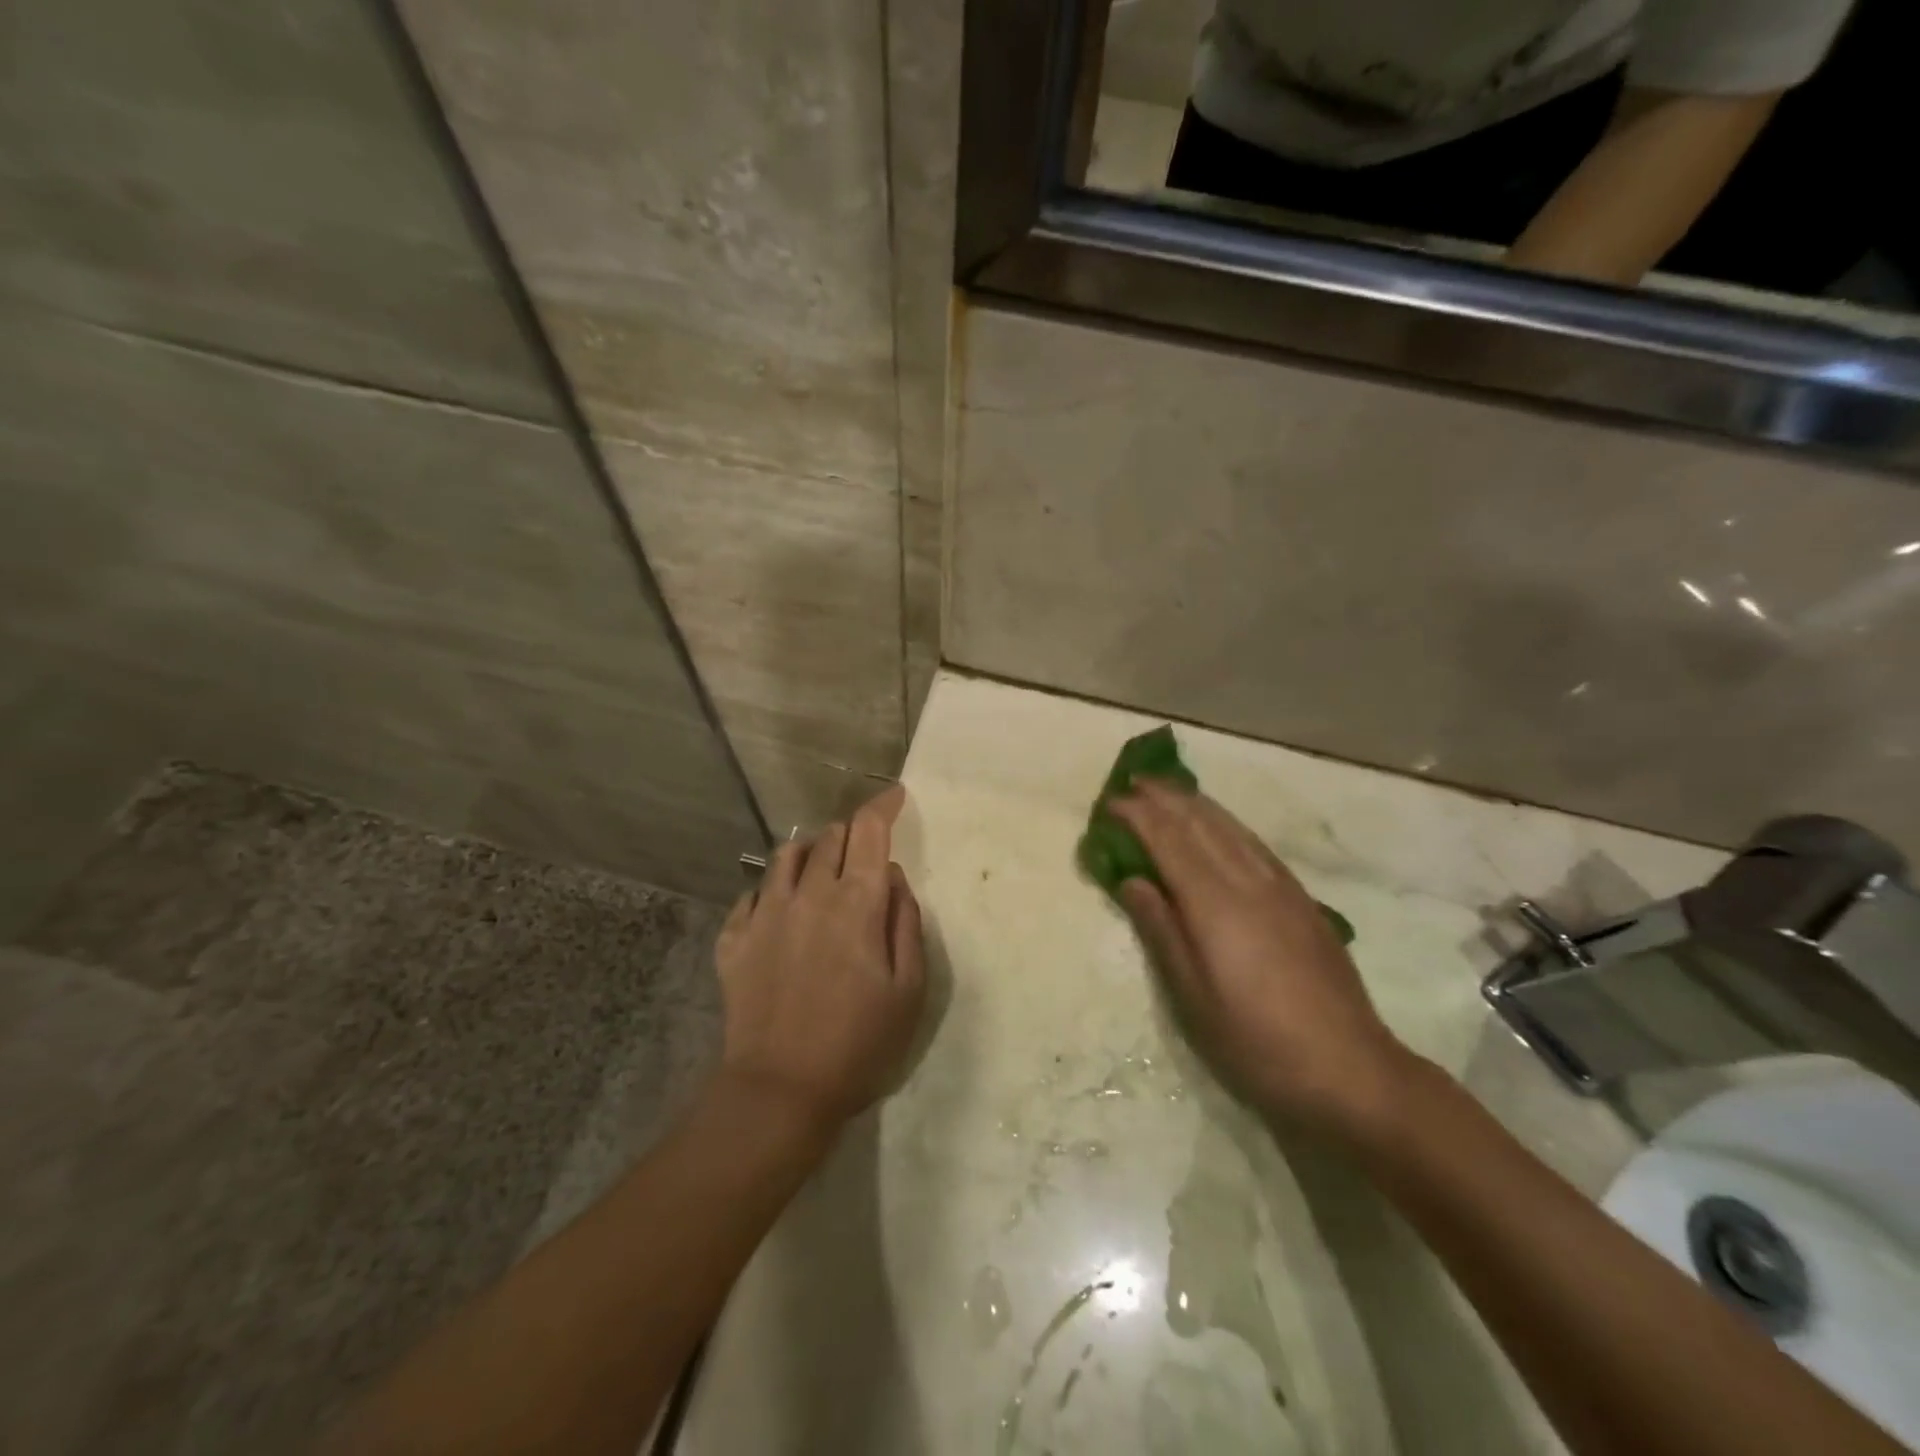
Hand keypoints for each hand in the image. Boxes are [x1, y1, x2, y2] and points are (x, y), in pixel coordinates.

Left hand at [715, 784, 925, 1132]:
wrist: (780, 1091)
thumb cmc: (859, 1044)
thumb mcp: (909, 988)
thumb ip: (905, 922)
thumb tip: (892, 877)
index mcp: (855, 903)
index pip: (868, 830)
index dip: (883, 805)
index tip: (896, 796)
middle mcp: (808, 894)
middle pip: (829, 836)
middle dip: (852, 833)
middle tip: (864, 853)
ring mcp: (764, 914)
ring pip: (787, 855)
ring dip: (811, 852)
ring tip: (822, 873)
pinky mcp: (734, 939)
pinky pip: (752, 893)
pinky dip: (773, 889)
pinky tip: (781, 911)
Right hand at [1111, 780, 1411, 1131]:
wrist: (1350, 1070)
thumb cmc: (1256, 1042)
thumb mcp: (1193, 997)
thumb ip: (1161, 930)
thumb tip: (1132, 880)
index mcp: (1215, 904)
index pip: (1169, 841)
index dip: (1138, 816)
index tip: (1110, 801)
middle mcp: (1248, 882)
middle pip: (1201, 824)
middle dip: (1165, 799)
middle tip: (1133, 783)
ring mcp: (1281, 888)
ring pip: (1231, 828)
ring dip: (1196, 804)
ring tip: (1169, 791)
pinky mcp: (1302, 900)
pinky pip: (1255, 844)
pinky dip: (1228, 823)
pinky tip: (1221, 826)